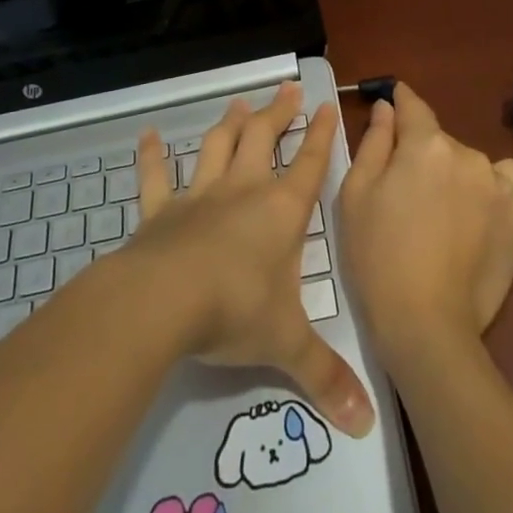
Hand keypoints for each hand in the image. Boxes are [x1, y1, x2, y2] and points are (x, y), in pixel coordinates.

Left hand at [128, 82, 375, 437]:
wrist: (164, 303)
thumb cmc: (235, 312)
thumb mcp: (287, 345)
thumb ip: (326, 378)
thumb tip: (366, 425)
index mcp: (281, 211)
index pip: (310, 164)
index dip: (321, 135)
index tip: (328, 106)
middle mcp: (243, 192)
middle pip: (264, 139)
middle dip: (278, 113)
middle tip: (286, 88)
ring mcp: (200, 197)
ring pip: (217, 147)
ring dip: (229, 123)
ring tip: (239, 102)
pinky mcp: (160, 211)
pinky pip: (155, 177)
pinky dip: (151, 156)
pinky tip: (147, 135)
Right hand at [335, 83, 512, 365]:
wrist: (425, 323)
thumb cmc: (377, 256)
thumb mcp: (357, 194)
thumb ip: (374, 141)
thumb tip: (388, 107)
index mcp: (425, 145)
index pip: (413, 106)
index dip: (401, 100)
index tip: (395, 99)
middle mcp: (467, 154)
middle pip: (439, 140)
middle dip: (421, 154)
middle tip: (405, 193)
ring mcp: (499, 185)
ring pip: (469, 162)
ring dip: (454, 173)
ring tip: (440, 214)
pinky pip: (505, 181)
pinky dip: (490, 188)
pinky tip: (475, 215)